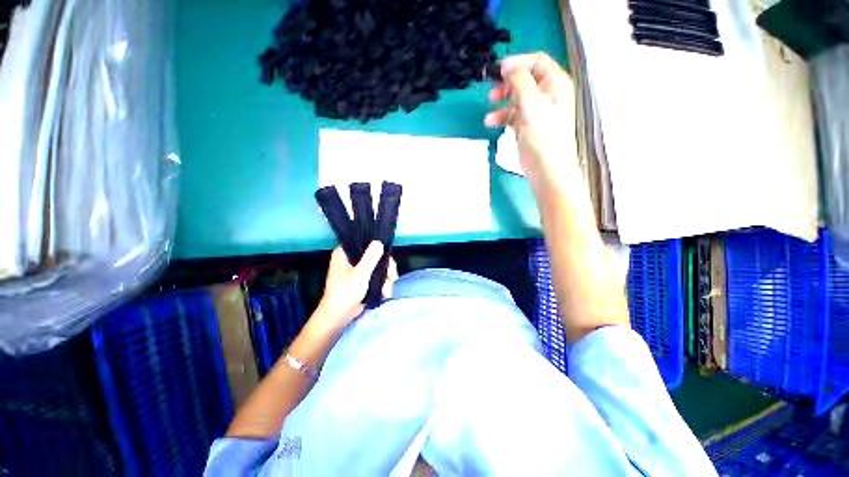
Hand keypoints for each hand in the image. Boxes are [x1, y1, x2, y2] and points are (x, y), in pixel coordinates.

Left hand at [315, 241, 397, 328]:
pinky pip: (377, 277)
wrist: (338, 317)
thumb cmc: (345, 293)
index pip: (364, 242)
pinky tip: (385, 293)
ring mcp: (358, 270)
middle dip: (386, 269)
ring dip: (386, 279)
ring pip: (379, 267)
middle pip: (376, 256)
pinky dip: (383, 284)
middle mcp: (351, 259)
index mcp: (345, 253)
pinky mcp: (363, 280)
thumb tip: (379, 242)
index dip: (378, 247)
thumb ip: (371, 257)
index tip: (387, 257)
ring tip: (387, 291)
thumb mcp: (360, 273)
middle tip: (392, 278)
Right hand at [484, 53, 579, 190]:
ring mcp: (536, 112)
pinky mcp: (527, 127)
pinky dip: (502, 117)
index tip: (498, 71)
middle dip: (507, 84)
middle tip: (492, 91)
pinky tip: (491, 122)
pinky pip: (512, 115)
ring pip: (516, 98)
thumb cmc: (543, 137)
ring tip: (489, 110)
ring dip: (501, 103)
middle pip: (524, 80)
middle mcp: (547, 95)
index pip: (537, 62)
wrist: (546, 170)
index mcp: (555, 84)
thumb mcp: (532, 104)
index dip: (518, 63)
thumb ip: (520, 81)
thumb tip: (508, 65)